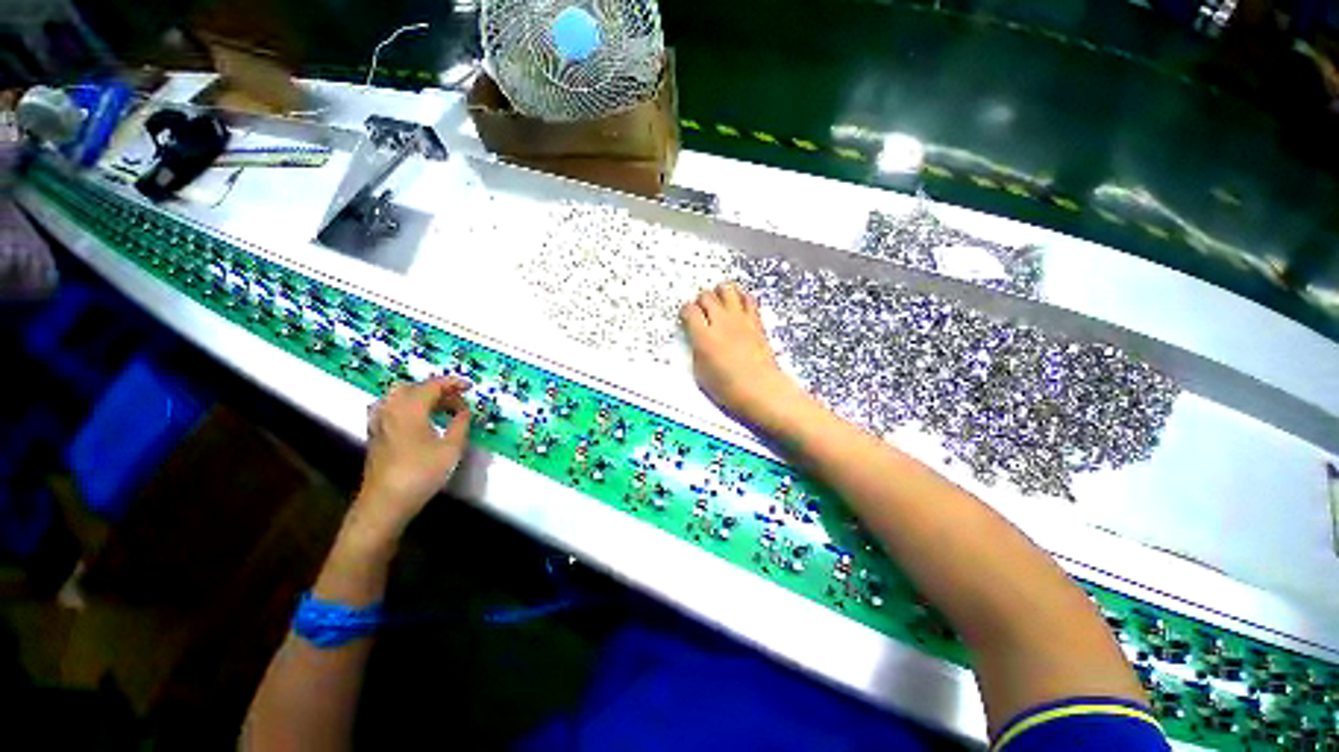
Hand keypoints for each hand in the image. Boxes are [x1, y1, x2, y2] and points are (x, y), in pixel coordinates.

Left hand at [350, 376, 472, 541]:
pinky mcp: (375, 433)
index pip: (433, 385)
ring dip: (422, 397)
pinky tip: (422, 419)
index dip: (453, 383)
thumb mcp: (452, 448)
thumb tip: (464, 410)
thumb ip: (460, 424)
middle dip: (437, 389)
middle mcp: (390, 408)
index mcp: (409, 408)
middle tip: (457, 398)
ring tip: (442, 408)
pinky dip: (410, 406)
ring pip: (400, 396)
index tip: (470, 386)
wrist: (385, 502)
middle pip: (414, 387)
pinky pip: (392, 407)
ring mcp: (379, 421)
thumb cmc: (422, 473)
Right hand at [680, 283, 807, 428]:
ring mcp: (740, 319)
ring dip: (719, 293)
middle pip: (706, 295)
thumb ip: (697, 350)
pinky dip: (740, 297)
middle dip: (700, 302)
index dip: (685, 312)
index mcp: (704, 337)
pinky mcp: (756, 320)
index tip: (686, 319)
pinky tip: (737, 306)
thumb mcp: (701, 373)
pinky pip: (748, 297)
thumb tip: (697, 339)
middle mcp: (721, 322)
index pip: (689, 310)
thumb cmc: (728, 388)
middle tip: (702, 313)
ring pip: (727, 288)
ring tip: (718, 304)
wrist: (761, 389)